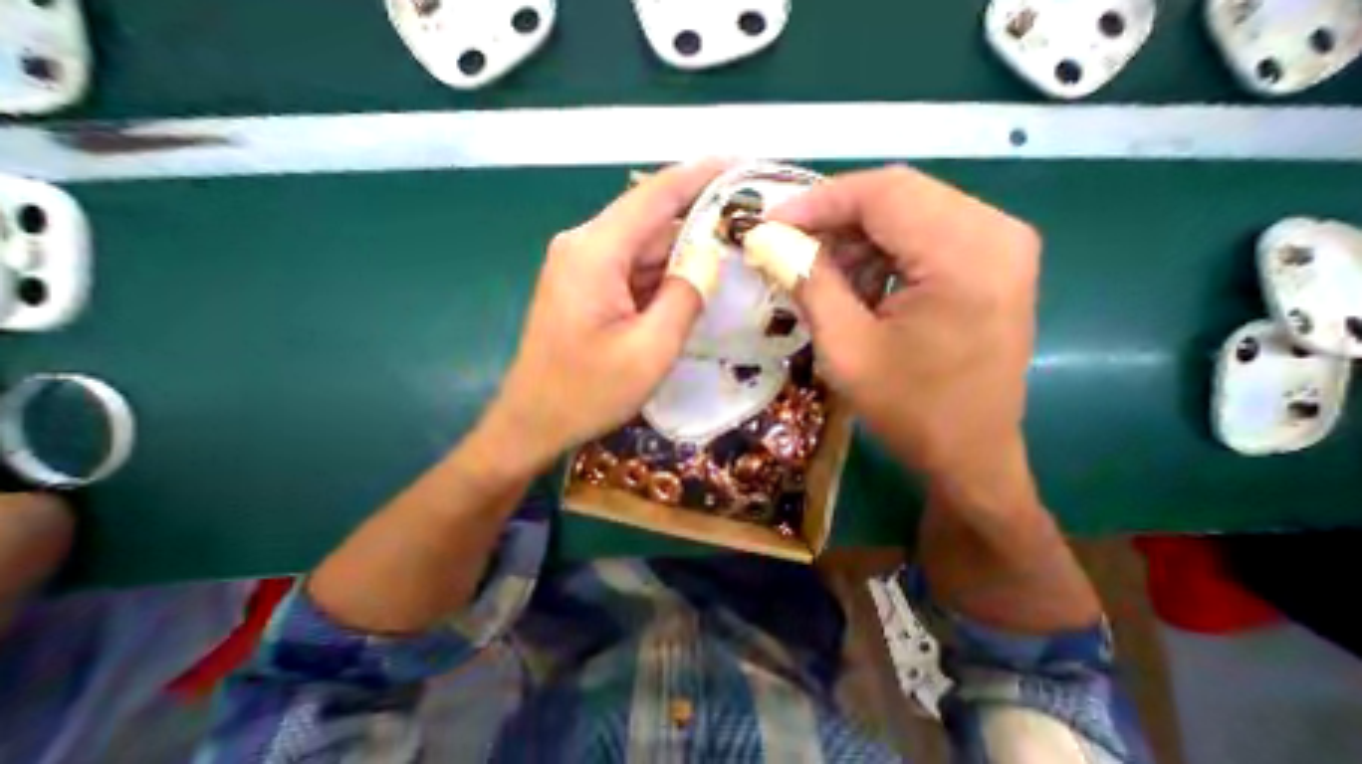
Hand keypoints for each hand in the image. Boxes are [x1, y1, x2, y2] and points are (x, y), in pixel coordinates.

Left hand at [484, 160, 727, 472]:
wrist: (533, 422)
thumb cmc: (587, 393)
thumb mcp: (649, 350)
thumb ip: (684, 297)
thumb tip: (709, 257)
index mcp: (595, 251)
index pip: (656, 195)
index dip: (701, 176)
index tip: (742, 165)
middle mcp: (584, 246)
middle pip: (651, 222)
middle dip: (699, 222)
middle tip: (750, 228)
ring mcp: (582, 267)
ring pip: (644, 248)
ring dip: (683, 254)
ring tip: (732, 257)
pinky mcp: (585, 287)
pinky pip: (632, 271)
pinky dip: (663, 276)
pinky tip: (693, 286)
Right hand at [766, 163, 1043, 503]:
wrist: (969, 455)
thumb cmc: (909, 409)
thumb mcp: (845, 348)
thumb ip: (809, 284)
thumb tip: (771, 242)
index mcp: (966, 253)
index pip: (883, 193)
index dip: (818, 201)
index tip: (770, 222)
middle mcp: (995, 232)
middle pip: (898, 196)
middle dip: (832, 218)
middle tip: (786, 245)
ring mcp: (998, 247)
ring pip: (907, 214)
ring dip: (853, 238)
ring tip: (816, 272)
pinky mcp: (989, 265)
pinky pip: (922, 237)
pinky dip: (878, 253)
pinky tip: (852, 284)